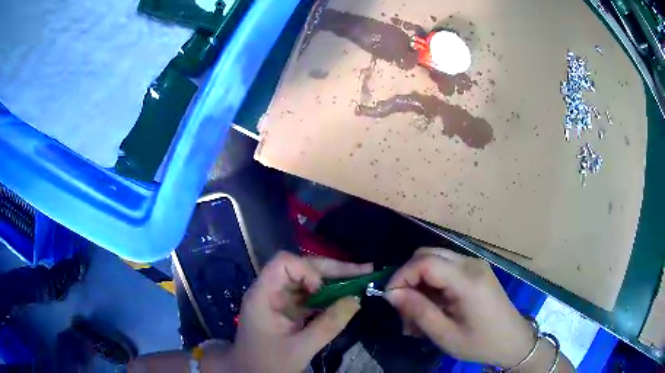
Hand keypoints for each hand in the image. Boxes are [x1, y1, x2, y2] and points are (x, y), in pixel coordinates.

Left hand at [223, 252, 371, 372]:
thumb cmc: (268, 364)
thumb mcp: (301, 348)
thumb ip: (328, 325)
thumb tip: (356, 300)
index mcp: (263, 296)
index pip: (282, 263)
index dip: (306, 270)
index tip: (322, 290)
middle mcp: (269, 291)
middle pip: (299, 268)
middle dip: (331, 270)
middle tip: (363, 271)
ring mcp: (277, 300)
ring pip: (306, 280)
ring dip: (332, 280)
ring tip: (360, 279)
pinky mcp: (285, 310)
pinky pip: (308, 296)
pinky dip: (327, 295)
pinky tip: (344, 297)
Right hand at [385, 247, 534, 368]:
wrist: (513, 341)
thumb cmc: (480, 342)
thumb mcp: (445, 334)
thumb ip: (418, 311)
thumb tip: (391, 293)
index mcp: (467, 280)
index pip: (425, 262)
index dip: (401, 276)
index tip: (390, 299)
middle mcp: (471, 264)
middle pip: (428, 255)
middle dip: (409, 278)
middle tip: (403, 309)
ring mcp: (475, 265)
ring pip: (435, 261)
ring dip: (419, 284)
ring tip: (416, 316)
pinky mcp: (476, 272)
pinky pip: (446, 270)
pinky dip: (432, 286)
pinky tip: (431, 309)